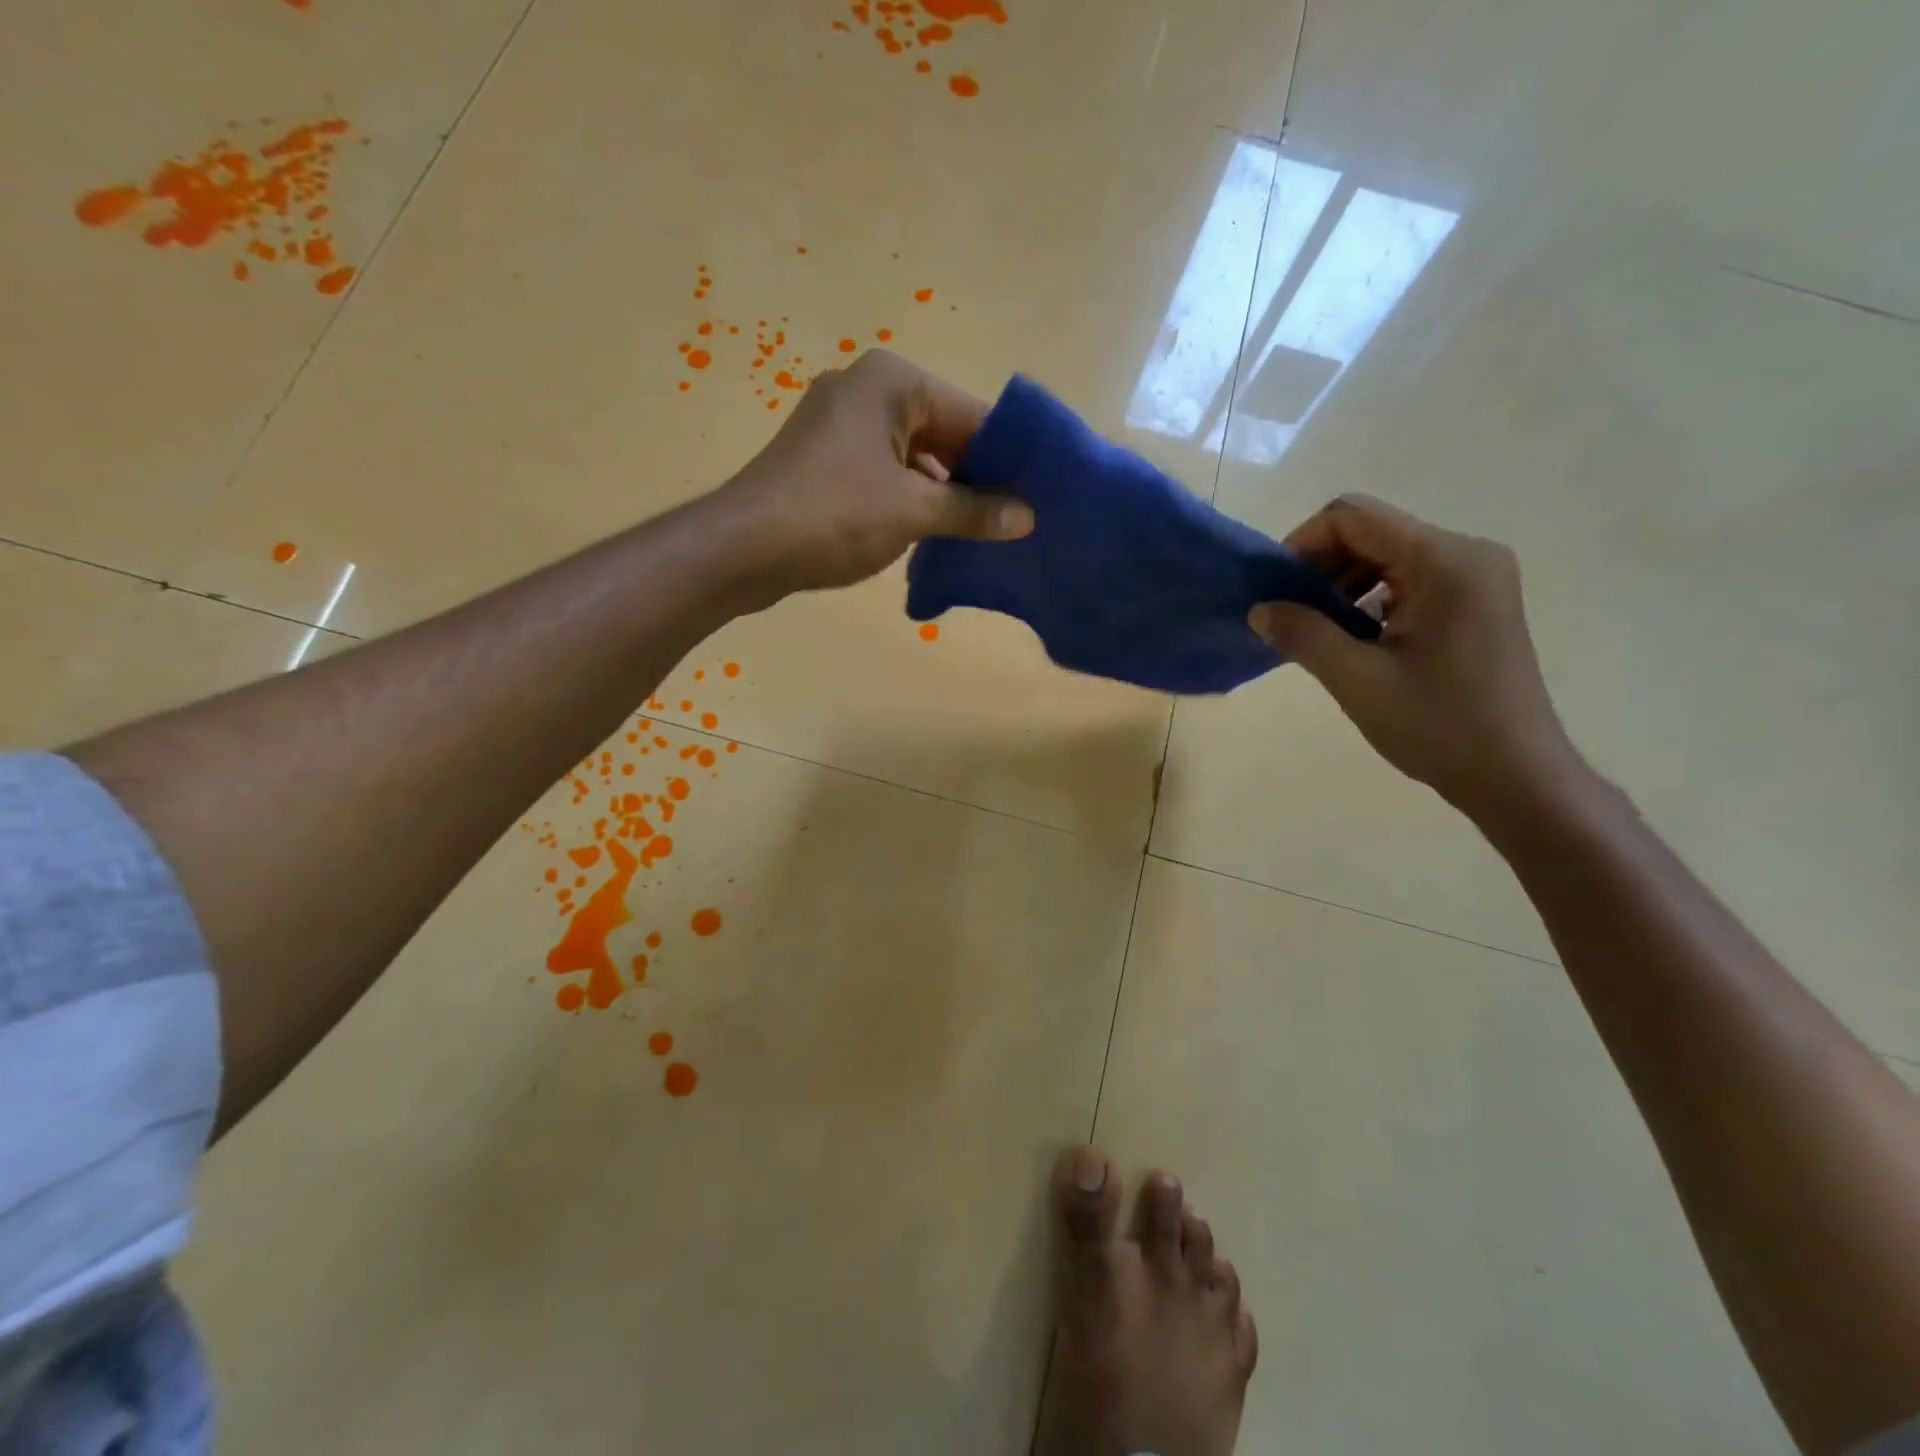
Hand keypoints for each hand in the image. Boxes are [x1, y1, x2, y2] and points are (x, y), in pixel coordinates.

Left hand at [714, 349, 1032, 598]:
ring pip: (913, 456)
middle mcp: (867, 389)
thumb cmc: (834, 515)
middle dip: (975, 478)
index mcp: (893, 381)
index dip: (1007, 459)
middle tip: (1015, 521)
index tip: (1037, 497)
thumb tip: (1027, 518)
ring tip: (982, 534)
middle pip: (943, 432)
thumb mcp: (914, 512)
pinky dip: (910, 500)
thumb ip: (974, 512)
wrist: (743, 548)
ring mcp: (840, 423)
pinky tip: (934, 535)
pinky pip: (884, 472)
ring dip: (944, 495)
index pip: (972, 415)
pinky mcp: (823, 459)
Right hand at [1248, 495, 1579, 820]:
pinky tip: (1355, 640)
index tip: (1277, 591)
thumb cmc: (1438, 726)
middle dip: (1321, 567)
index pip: (1354, 517)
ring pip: (1387, 555)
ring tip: (1320, 632)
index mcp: (1444, 561)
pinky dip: (1370, 599)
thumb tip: (1259, 608)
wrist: (1515, 775)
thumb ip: (1303, 634)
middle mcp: (1467, 554)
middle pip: (1371, 531)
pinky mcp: (1476, 601)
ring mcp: (1477, 577)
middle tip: (1291, 616)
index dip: (1303, 545)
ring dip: (1342, 585)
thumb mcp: (1357, 680)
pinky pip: (1408, 579)